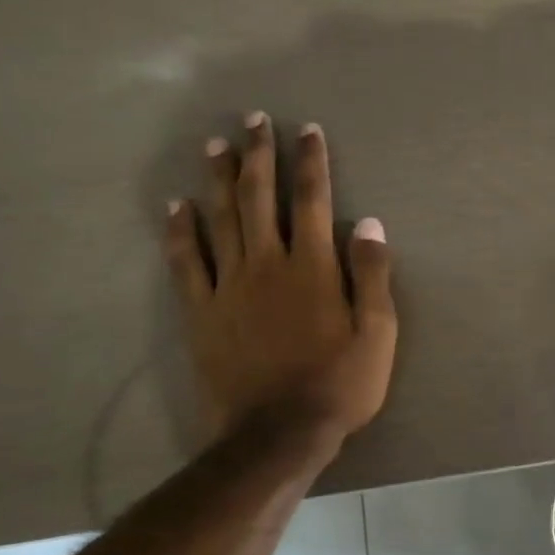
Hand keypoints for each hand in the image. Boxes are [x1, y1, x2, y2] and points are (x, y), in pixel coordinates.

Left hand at [164, 113, 396, 458]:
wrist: (278, 433)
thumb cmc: (340, 383)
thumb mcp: (377, 333)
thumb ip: (371, 275)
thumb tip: (368, 223)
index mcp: (313, 267)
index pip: (312, 200)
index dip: (310, 162)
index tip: (307, 130)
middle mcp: (268, 264)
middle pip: (261, 198)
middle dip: (259, 156)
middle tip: (253, 120)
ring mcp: (229, 286)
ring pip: (222, 220)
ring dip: (220, 180)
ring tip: (215, 146)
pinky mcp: (203, 312)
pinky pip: (187, 262)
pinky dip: (180, 231)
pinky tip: (177, 207)